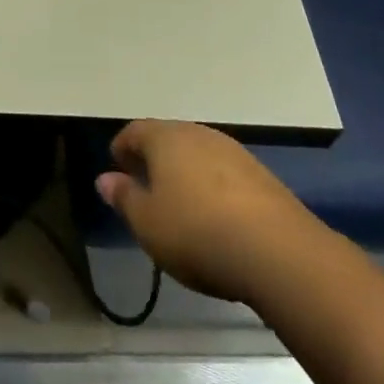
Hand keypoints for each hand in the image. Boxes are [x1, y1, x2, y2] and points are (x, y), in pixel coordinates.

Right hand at [96, 120, 329, 308]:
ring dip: (185, 172)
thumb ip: (124, 198)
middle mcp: (199, 134)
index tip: (117, 169)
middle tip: (145, 187)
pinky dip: (213, 187)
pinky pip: (225, 173)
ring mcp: (234, 152)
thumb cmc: (196, 233)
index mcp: (165, 138)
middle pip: (168, 138)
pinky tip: (215, 216)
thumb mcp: (147, 223)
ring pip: (199, 154)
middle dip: (154, 159)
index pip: (135, 131)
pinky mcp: (262, 175)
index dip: (122, 148)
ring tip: (180, 204)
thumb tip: (105, 178)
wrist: (279, 252)